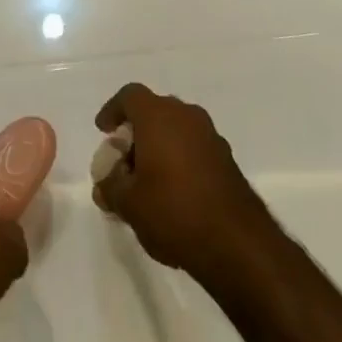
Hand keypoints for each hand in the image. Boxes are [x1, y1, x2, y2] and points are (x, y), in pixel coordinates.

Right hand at [92, 84, 276, 288]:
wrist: (238, 244)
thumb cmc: (174, 211)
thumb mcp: (129, 203)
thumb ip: (110, 187)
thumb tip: (104, 184)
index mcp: (158, 115)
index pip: (130, 96)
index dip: (113, 110)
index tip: (104, 131)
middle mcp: (186, 116)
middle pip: (154, 112)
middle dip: (136, 134)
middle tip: (124, 162)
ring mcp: (211, 137)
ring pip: (176, 130)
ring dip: (159, 148)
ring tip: (147, 183)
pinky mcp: (228, 160)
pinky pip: (194, 149)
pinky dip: (179, 161)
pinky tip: (173, 195)